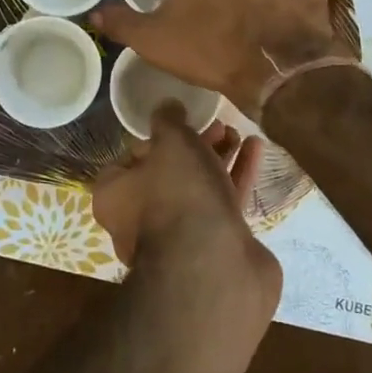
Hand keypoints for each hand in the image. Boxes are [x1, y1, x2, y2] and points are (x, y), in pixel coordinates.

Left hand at [91, 108, 280, 313]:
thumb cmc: (179, 195)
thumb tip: (167, 106)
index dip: (152, 140)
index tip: (176, 125)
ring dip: (218, 158)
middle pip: (167, 173)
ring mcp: (179, 238)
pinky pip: (223, 204)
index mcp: (115, 196)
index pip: (127, 160)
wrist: (215, 267)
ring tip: (238, 132)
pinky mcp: (214, 247)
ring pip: (198, 189)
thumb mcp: (171, 141)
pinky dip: (237, 176)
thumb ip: (169, 119)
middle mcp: (139, 221)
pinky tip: (256, 150)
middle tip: (217, 125)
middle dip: (193, 146)